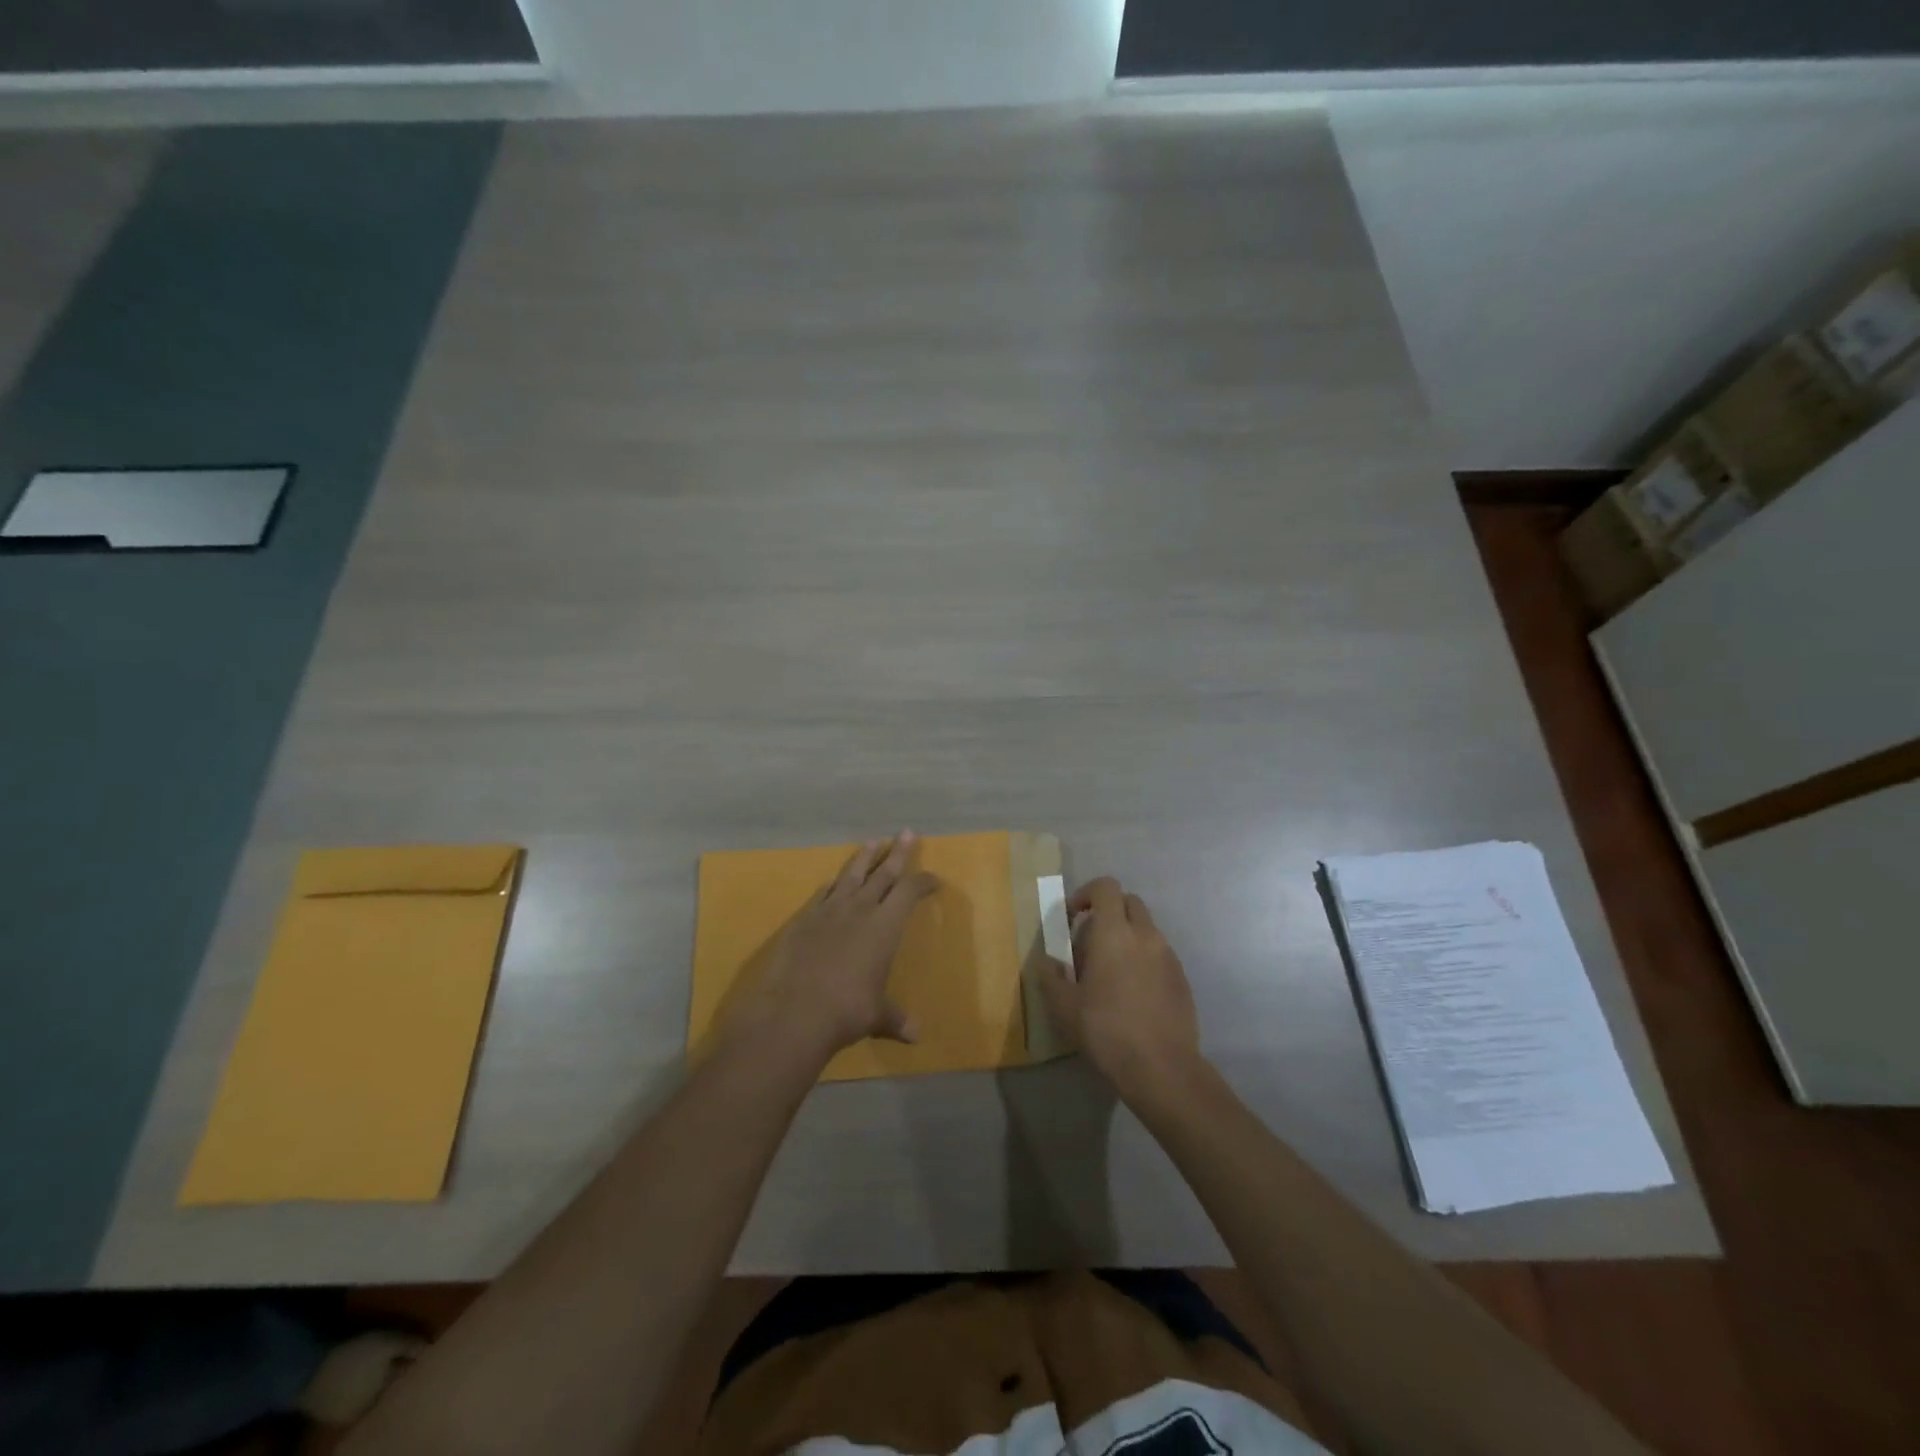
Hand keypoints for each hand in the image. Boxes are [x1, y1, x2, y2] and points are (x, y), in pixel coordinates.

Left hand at [728, 833, 937, 1067]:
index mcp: (885, 926)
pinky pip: (823, 893)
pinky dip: (833, 884)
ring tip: (874, 841)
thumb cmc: (846, 1011)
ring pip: (851, 875)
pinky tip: (834, 880)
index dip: (923, 882)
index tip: (933, 880)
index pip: (909, 892)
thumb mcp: (877, 1015)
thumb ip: (895, 1018)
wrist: (794, 1013)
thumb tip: (915, 1035)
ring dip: (864, 857)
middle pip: (883, 873)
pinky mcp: (803, 920)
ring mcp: (829, 911)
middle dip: (897, 853)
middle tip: (906, 833)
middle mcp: (859, 910)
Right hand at [1039, 877, 1202, 1102]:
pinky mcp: (1181, 977)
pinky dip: (1142, 958)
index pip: (1106, 887)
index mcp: (1114, 932)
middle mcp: (1145, 935)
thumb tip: (1047, 961)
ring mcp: (1168, 955)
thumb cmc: (1106, 1030)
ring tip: (1109, 972)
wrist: (1162, 1068)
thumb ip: (1050, 976)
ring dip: (1126, 936)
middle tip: (1089, 943)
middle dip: (1107, 912)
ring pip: (1145, 928)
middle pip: (1128, 901)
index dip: (1086, 894)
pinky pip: (1158, 952)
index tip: (1072, 918)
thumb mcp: (1064, 1007)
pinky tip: (1132, 992)